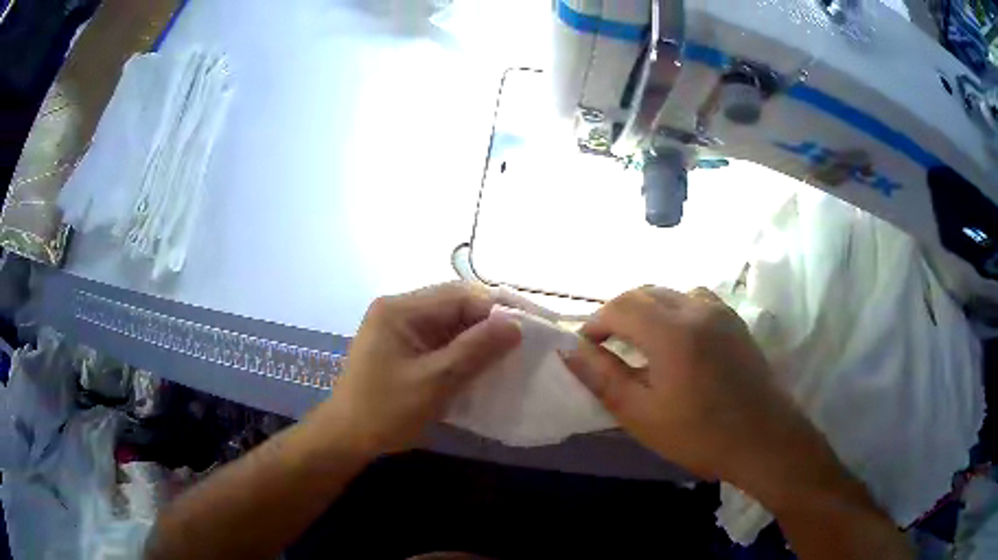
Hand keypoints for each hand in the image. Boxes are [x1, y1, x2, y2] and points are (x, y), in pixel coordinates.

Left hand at [317, 282, 520, 457]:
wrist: (346, 438)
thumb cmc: (385, 411)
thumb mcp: (434, 382)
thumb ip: (475, 350)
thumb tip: (515, 324)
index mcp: (400, 309)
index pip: (459, 296)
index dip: (497, 308)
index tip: (530, 325)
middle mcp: (399, 310)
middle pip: (454, 305)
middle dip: (490, 322)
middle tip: (525, 339)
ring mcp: (398, 328)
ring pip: (449, 323)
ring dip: (478, 337)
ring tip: (511, 351)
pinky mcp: (402, 347)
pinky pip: (440, 340)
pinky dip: (462, 350)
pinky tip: (483, 363)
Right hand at [561, 286, 844, 503]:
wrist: (764, 439)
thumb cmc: (700, 435)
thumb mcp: (642, 415)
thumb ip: (603, 378)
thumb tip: (570, 351)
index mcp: (671, 331)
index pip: (620, 306)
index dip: (595, 322)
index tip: (586, 347)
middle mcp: (695, 308)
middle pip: (644, 292)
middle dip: (618, 313)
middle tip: (607, 345)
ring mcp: (719, 311)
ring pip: (670, 293)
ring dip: (646, 309)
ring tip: (640, 341)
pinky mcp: (735, 320)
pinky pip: (695, 299)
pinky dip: (674, 309)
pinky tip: (677, 339)